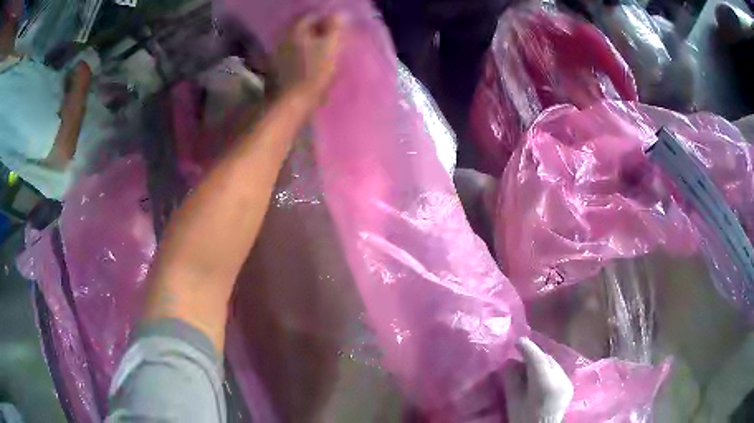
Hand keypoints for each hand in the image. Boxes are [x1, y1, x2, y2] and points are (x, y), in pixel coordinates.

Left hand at [274, 14, 345, 106]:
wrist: (293, 102)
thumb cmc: (314, 72)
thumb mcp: (330, 46)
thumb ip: (335, 27)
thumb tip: (338, 14)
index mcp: (296, 30)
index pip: (312, 16)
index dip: (326, 20)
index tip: (337, 28)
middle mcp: (284, 38)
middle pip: (302, 28)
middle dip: (316, 30)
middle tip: (330, 37)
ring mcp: (278, 54)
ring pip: (296, 42)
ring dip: (308, 43)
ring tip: (322, 50)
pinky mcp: (276, 69)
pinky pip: (291, 55)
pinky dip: (300, 55)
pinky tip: (309, 62)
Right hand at [503, 338, 573, 422]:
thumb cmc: (523, 419)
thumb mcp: (513, 401)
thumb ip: (513, 380)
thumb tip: (511, 362)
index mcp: (545, 385)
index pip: (538, 359)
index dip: (528, 348)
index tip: (517, 341)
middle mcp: (560, 380)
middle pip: (547, 360)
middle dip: (534, 355)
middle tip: (520, 355)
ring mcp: (567, 382)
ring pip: (553, 364)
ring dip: (541, 362)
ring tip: (528, 366)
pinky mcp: (569, 386)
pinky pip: (557, 371)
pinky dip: (547, 370)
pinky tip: (539, 376)